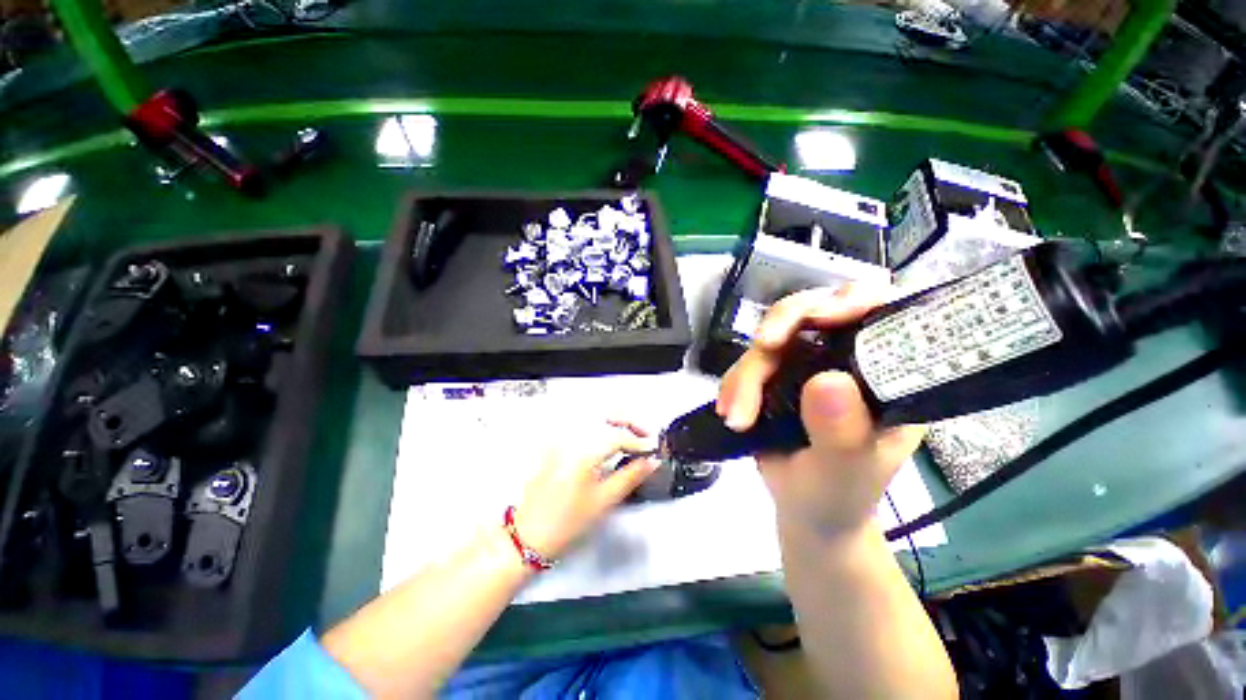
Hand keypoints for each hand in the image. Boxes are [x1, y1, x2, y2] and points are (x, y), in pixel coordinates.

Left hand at [512, 422, 659, 560]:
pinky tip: (608, 441)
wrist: (528, 535)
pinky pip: (581, 427)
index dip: (639, 441)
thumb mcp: (604, 501)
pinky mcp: (554, 445)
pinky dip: (599, 427)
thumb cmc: (569, 522)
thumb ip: (631, 476)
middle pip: (604, 416)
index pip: (618, 436)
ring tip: (630, 438)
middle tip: (644, 437)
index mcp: (583, 451)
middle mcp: (571, 437)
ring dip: (614, 422)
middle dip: (627, 422)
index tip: (654, 450)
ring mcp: (560, 439)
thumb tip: (652, 461)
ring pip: (593, 418)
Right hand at [717, 286, 925, 536]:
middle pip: (814, 310)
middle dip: (783, 327)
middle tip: (764, 348)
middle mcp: (848, 358)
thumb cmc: (839, 495)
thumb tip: (828, 381)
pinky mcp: (775, 373)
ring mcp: (807, 362)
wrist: (805, 510)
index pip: (882, 312)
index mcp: (887, 373)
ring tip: (737, 416)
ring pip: (771, 337)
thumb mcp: (845, 472)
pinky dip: (733, 381)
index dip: (853, 299)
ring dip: (746, 371)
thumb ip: (841, 432)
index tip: (821, 317)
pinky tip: (729, 410)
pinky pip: (748, 360)